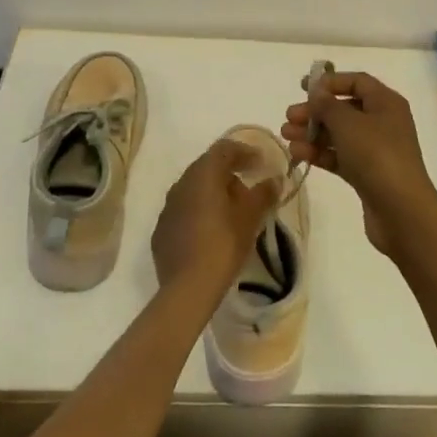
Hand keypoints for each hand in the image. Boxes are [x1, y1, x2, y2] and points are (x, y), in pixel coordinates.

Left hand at [151, 139, 276, 302]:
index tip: (261, 163)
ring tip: (233, 213)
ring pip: (194, 190)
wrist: (188, 287)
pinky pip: (184, 211)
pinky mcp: (162, 230)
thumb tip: (274, 180)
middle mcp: (181, 184)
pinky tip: (212, 231)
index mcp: (202, 175)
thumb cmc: (223, 244)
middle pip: (207, 168)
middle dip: (230, 174)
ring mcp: (168, 208)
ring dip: (214, 194)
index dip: (245, 152)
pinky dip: (200, 212)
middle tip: (249, 191)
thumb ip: (263, 194)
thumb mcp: (250, 218)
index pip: (224, 149)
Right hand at [281, 71, 436, 256]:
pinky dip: (320, 153)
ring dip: (312, 133)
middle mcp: (383, 122)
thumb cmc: (377, 156)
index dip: (330, 82)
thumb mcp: (348, 124)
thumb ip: (327, 105)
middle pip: (344, 109)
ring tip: (286, 138)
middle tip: (289, 118)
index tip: (303, 87)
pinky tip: (299, 154)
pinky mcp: (367, 173)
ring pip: (339, 134)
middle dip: (315, 112)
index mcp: (386, 103)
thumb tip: (317, 90)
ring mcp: (376, 149)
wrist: (401, 210)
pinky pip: (340, 156)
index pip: (357, 82)